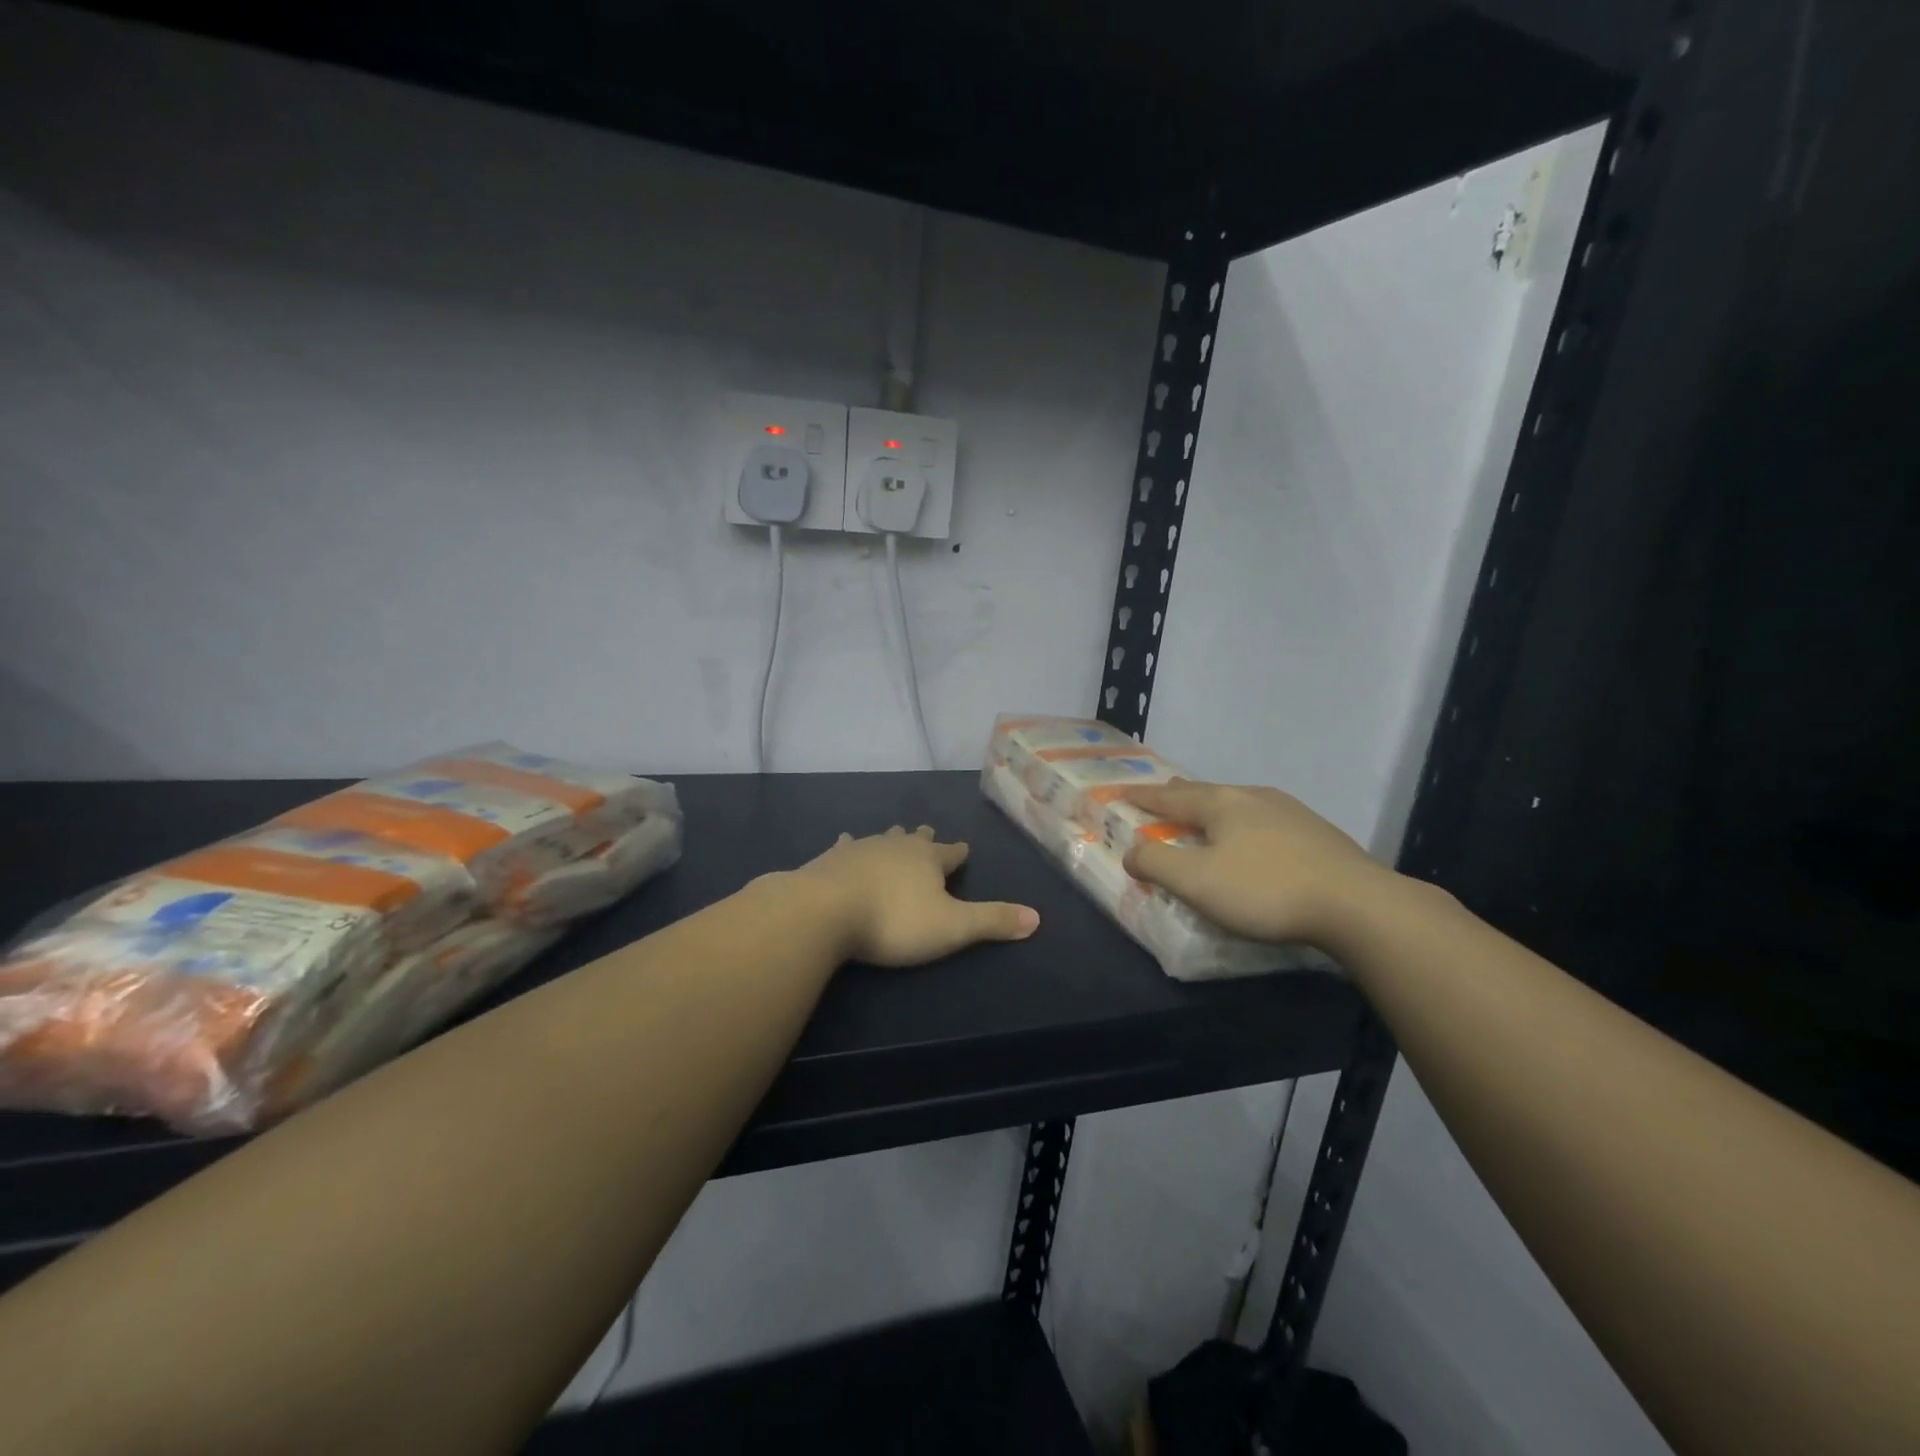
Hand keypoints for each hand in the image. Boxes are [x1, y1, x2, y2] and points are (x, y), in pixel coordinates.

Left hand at [790, 826, 1039, 967]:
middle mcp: (896, 846)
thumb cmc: (894, 920)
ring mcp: (861, 849)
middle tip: (928, 832)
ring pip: (882, 838)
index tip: (964, 847)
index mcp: (928, 860)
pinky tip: (844, 841)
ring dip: (891, 838)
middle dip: (924, 839)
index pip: (951, 853)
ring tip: (894, 833)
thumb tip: (1038, 917)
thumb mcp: (952, 927)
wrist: (824, 911)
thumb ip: (992, 921)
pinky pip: (845, 847)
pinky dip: (849, 846)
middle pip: (915, 840)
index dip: (959, 853)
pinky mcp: (830, 859)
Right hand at [1119, 780, 1393, 948]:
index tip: (1120, 792)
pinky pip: (1265, 819)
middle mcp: (1253, 797)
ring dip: (1215, 807)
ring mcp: (1290, 812)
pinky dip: (1245, 823)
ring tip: (1207, 813)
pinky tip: (1256, 837)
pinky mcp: (1317, 833)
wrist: (1357, 904)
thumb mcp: (1197, 882)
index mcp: (1221, 804)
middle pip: (1206, 792)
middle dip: (1180, 795)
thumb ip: (1157, 864)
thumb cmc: (1265, 890)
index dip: (1142, 797)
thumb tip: (1131, 852)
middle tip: (1163, 794)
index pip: (1169, 798)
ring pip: (1239, 803)